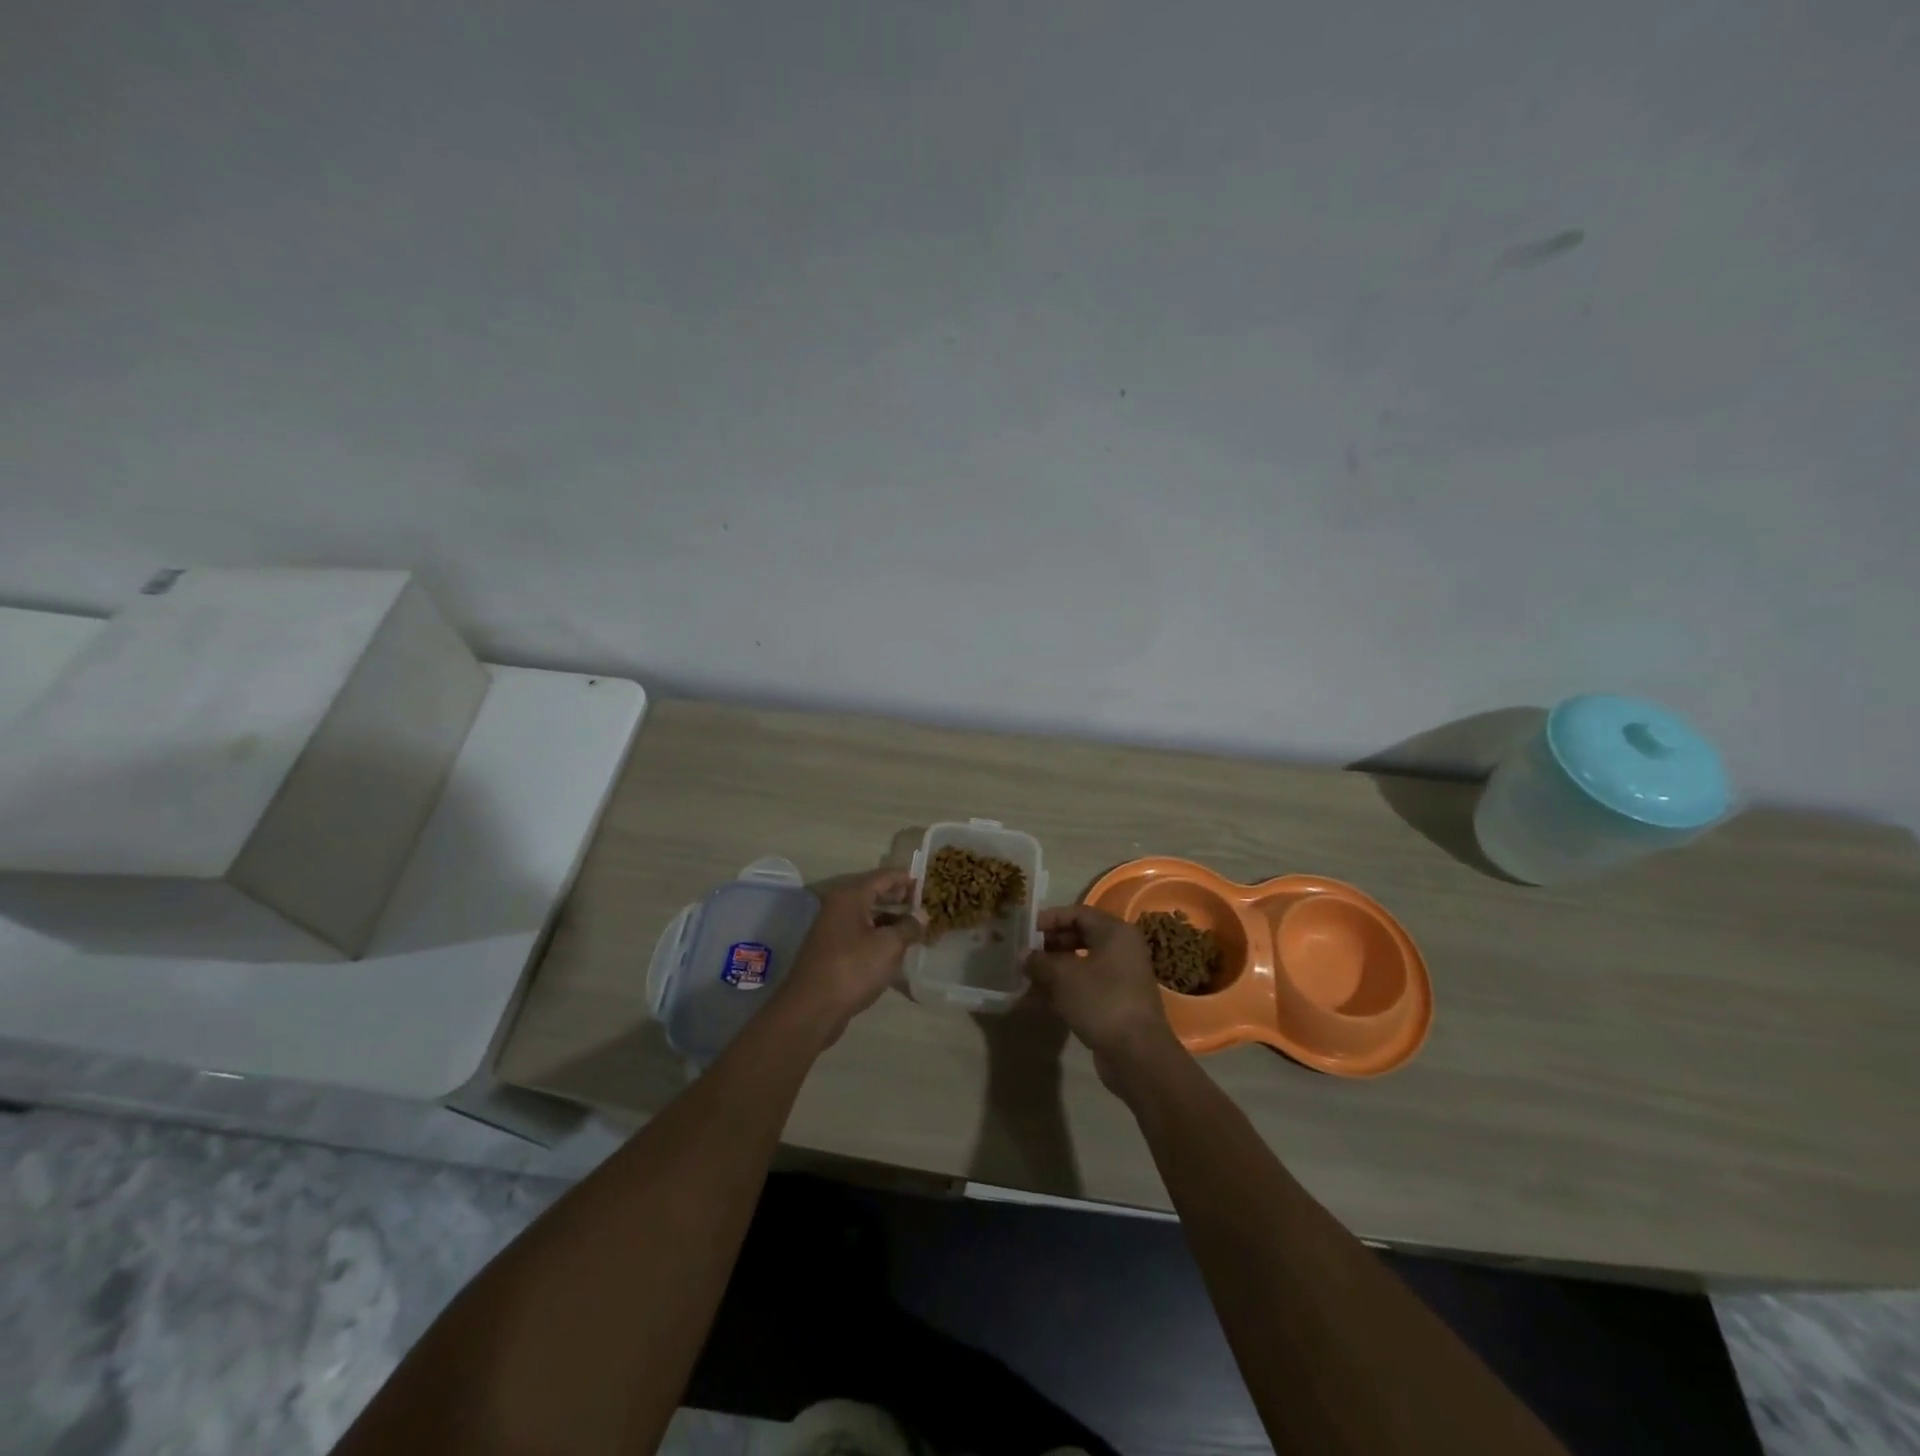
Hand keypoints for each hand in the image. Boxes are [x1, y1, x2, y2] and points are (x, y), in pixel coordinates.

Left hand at [782, 869, 924, 1034]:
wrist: (813, 1008)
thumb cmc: (853, 968)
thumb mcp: (889, 946)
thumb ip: (908, 927)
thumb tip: (922, 915)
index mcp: (850, 897)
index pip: (883, 877)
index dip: (905, 878)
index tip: (926, 881)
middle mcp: (838, 907)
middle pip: (873, 894)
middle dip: (898, 898)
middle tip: (923, 903)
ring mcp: (832, 929)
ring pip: (867, 915)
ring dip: (890, 919)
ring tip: (914, 927)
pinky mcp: (832, 950)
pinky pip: (860, 933)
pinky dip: (878, 935)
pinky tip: (895, 947)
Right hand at [1026, 906, 1181, 1088]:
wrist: (1137, 1053)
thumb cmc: (1101, 1001)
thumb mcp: (1063, 977)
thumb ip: (1040, 961)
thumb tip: (1023, 955)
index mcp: (1115, 932)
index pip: (1078, 913)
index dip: (1050, 918)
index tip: (1026, 929)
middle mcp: (1122, 949)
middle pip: (1080, 937)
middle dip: (1051, 945)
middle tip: (1026, 954)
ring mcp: (1121, 977)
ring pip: (1082, 964)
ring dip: (1054, 969)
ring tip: (1027, 978)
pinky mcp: (1117, 1001)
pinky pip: (1086, 986)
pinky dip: (1064, 989)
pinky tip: (1039, 1001)